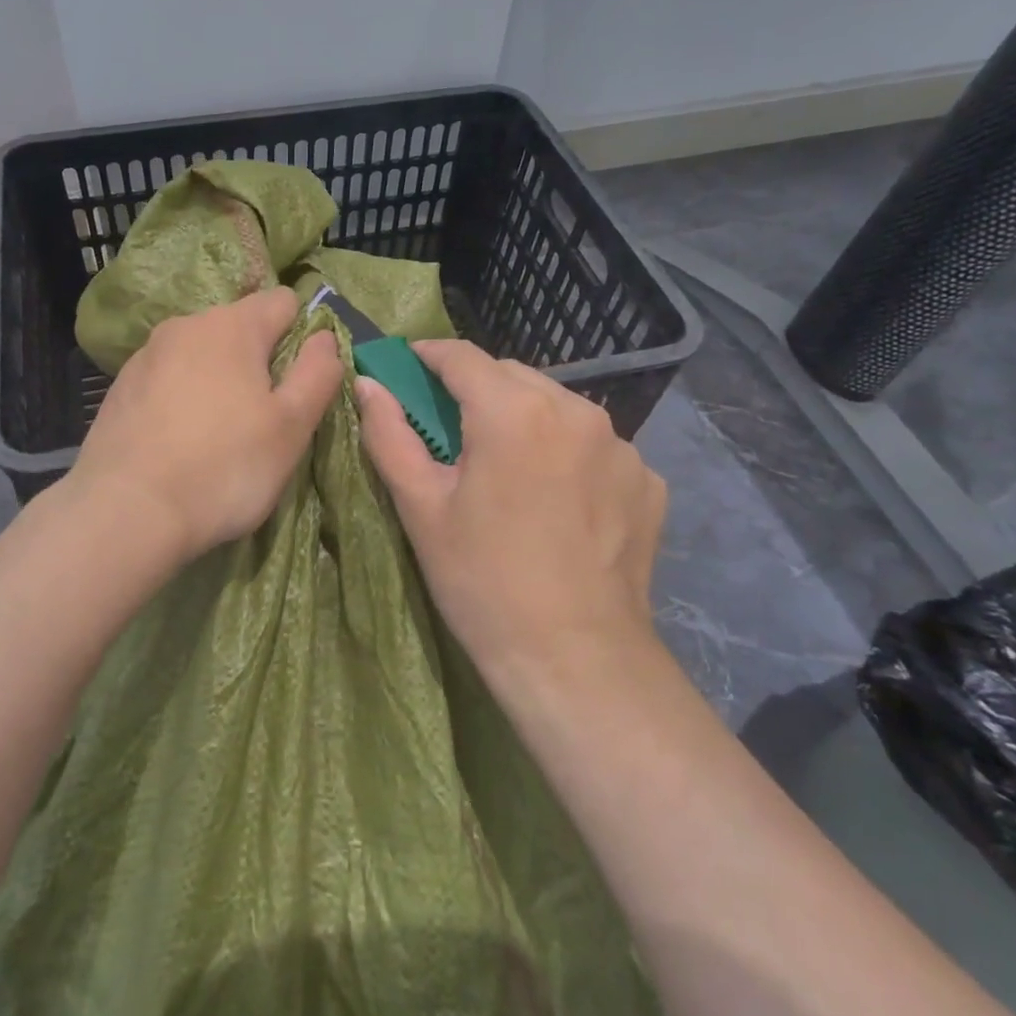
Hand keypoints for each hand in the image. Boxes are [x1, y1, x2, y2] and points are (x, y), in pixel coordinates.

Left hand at [67, 288, 341, 564]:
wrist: (126, 512)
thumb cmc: (224, 467)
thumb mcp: (292, 426)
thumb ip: (318, 373)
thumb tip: (325, 337)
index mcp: (232, 325)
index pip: (284, 301)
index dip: (302, 335)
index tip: (299, 383)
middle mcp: (186, 325)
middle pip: (240, 327)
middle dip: (258, 361)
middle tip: (264, 418)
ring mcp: (146, 355)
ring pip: (201, 354)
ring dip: (219, 379)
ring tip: (220, 435)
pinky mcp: (121, 387)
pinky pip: (169, 378)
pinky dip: (183, 397)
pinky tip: (181, 442)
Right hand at [356, 340, 666, 689]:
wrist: (576, 660)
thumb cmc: (483, 580)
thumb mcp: (421, 507)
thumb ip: (389, 434)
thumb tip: (367, 384)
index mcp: (514, 411)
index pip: (462, 357)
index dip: (429, 355)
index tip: (408, 366)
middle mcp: (575, 411)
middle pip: (512, 375)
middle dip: (476, 388)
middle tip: (451, 427)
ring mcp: (621, 445)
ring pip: (556, 406)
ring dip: (524, 417)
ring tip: (506, 464)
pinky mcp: (647, 480)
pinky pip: (594, 444)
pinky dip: (566, 451)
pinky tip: (555, 497)